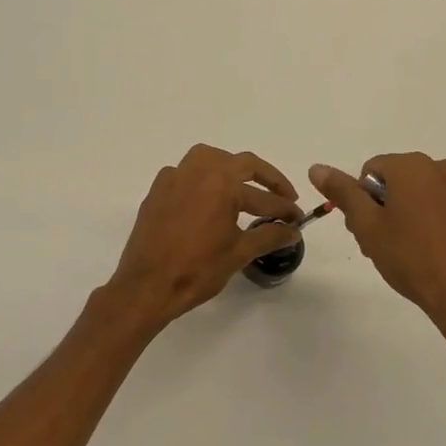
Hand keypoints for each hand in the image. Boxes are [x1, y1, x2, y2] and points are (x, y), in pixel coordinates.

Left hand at [106, 145, 301, 330]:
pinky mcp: (157, 190)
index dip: (285, 208)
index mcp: (221, 183)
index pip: (263, 195)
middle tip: (282, 196)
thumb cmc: (197, 269)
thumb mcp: (239, 253)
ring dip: (231, 169)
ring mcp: (173, 178)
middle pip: (240, 163)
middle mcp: (197, 171)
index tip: (298, 218)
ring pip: (208, 159)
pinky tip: (207, 200)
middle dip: (265, 179)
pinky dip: (202, 179)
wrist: (147, 286)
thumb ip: (269, 236)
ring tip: (244, 190)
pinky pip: (185, 174)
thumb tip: (293, 230)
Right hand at [310, 154, 445, 357]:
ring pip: (439, 196)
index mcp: (413, 167)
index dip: (365, 200)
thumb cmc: (412, 259)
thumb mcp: (367, 228)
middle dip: (394, 206)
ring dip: (427, 214)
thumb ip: (343, 193)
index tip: (369, 230)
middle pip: (407, 181)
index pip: (373, 170)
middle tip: (391, 244)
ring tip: (424, 253)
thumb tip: (317, 168)